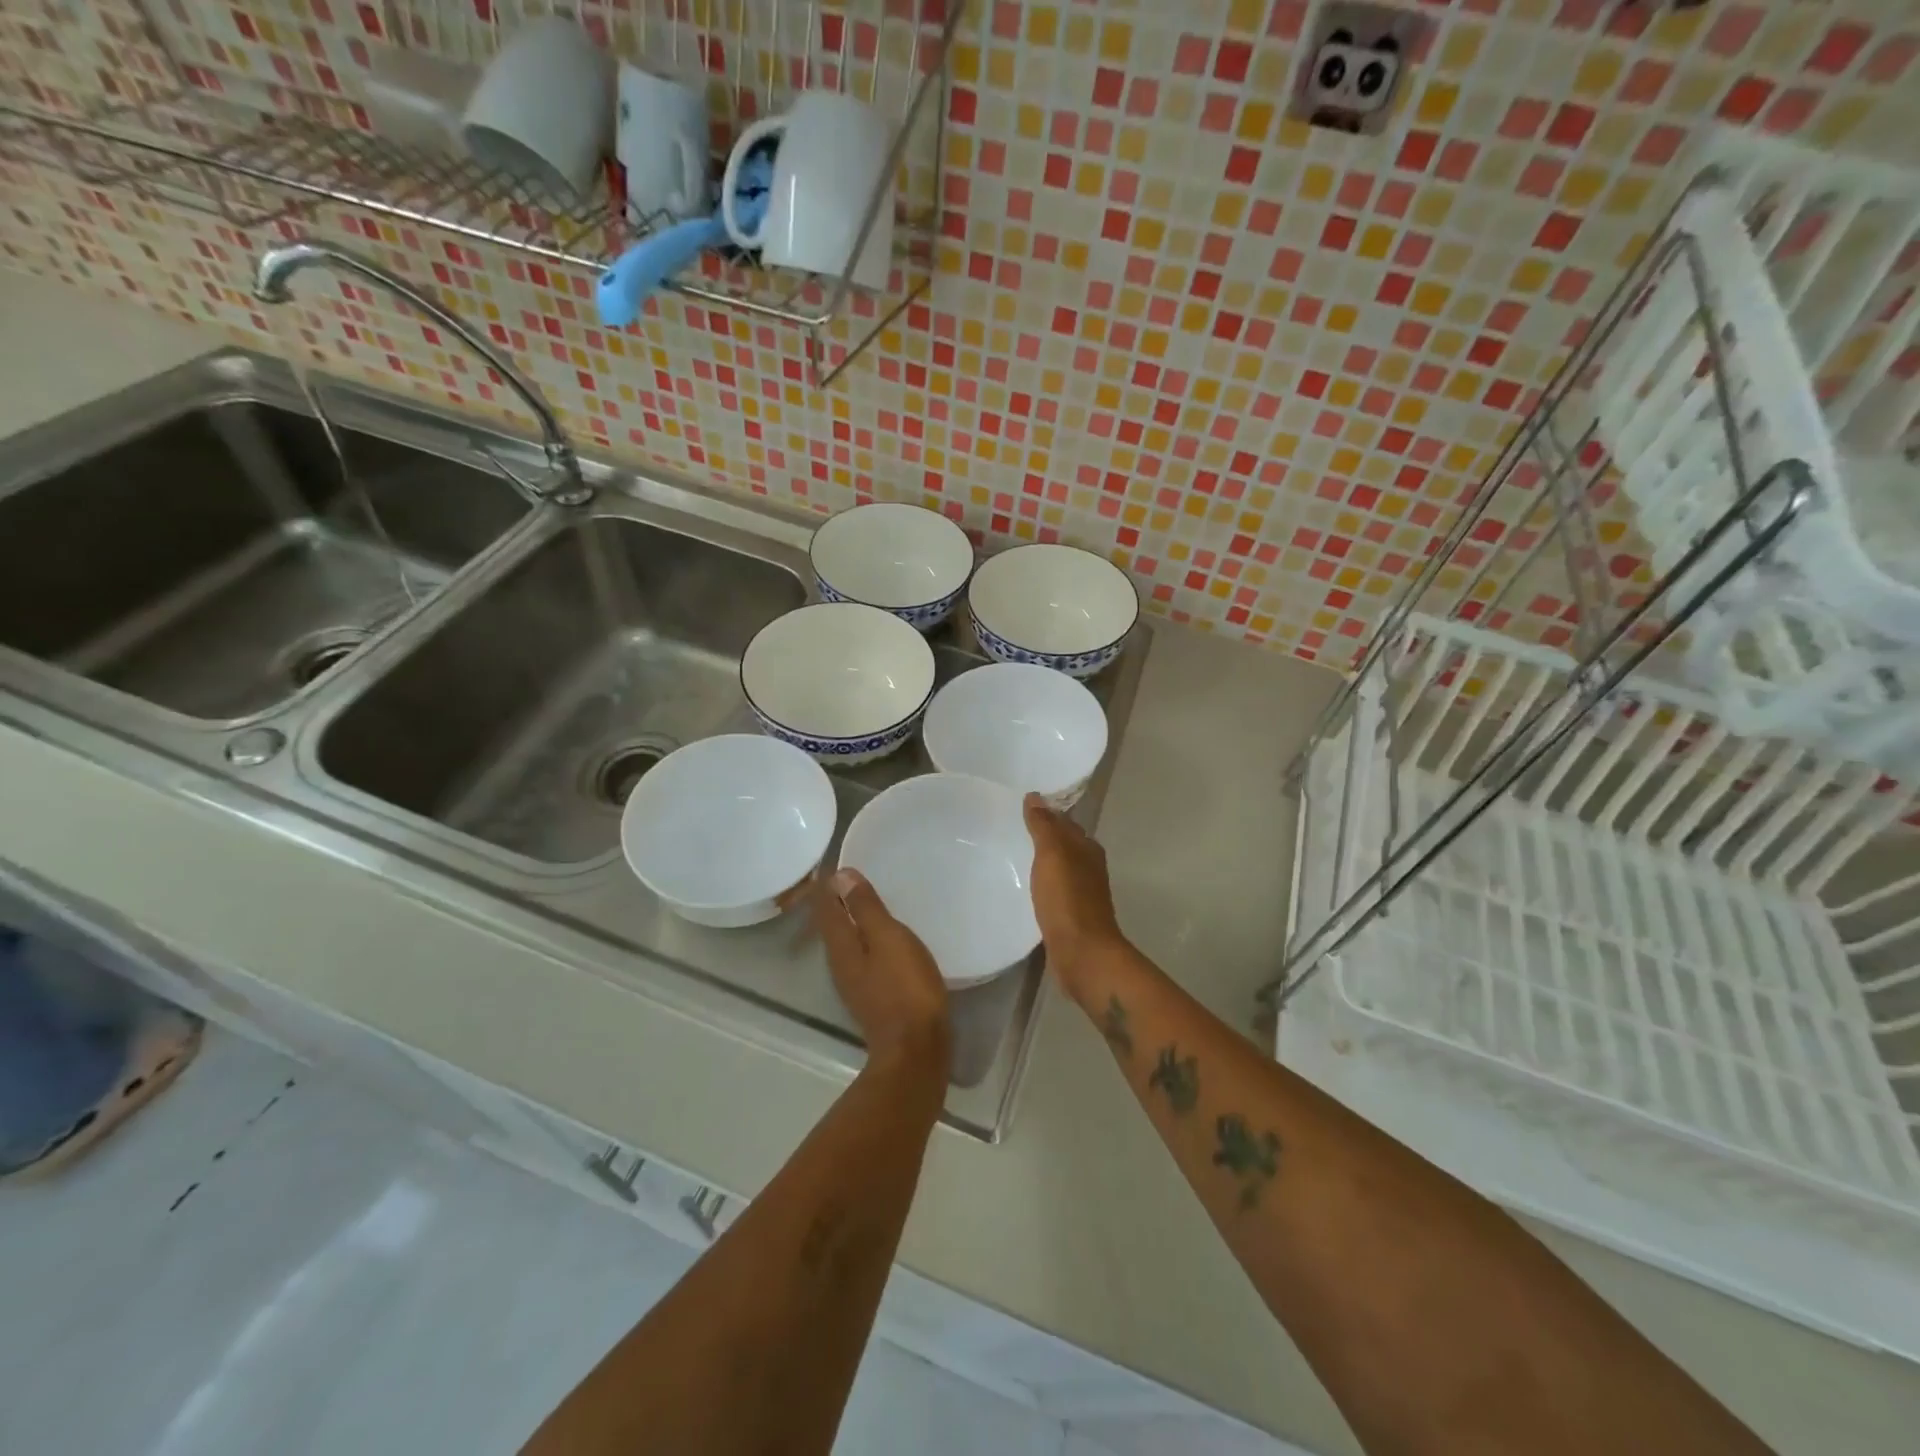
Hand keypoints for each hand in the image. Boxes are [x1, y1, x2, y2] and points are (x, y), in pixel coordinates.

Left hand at [816, 869, 950, 1076]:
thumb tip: (840, 876)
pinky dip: (865, 937)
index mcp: (841, 946)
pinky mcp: (873, 995)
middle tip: (848, 874)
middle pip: (831, 925)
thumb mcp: (889, 939)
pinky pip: (862, 955)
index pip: (824, 907)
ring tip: (866, 899)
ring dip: (850, 919)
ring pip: (846, 941)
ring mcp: (855, 982)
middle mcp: (840, 963)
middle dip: (835, 900)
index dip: (826, 884)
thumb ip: (865, 908)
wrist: (917, 1048)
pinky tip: (883, 936)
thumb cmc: (905, 987)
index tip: (831, 861)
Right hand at [1023, 793, 1125, 996]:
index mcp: (1088, 848)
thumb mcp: (1052, 855)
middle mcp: (1089, 867)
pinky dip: (1042, 884)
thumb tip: (1035, 796)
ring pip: (1059, 868)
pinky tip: (1026, 887)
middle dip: (1043, 836)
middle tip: (1010, 829)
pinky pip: (1054, 890)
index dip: (1045, 813)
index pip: (1065, 822)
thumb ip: (1043, 826)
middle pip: (1064, 844)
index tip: (1020, 808)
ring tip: (1013, 855)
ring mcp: (1082, 893)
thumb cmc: (1067, 899)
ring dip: (1042, 861)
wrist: (1082, 952)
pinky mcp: (1071, 915)